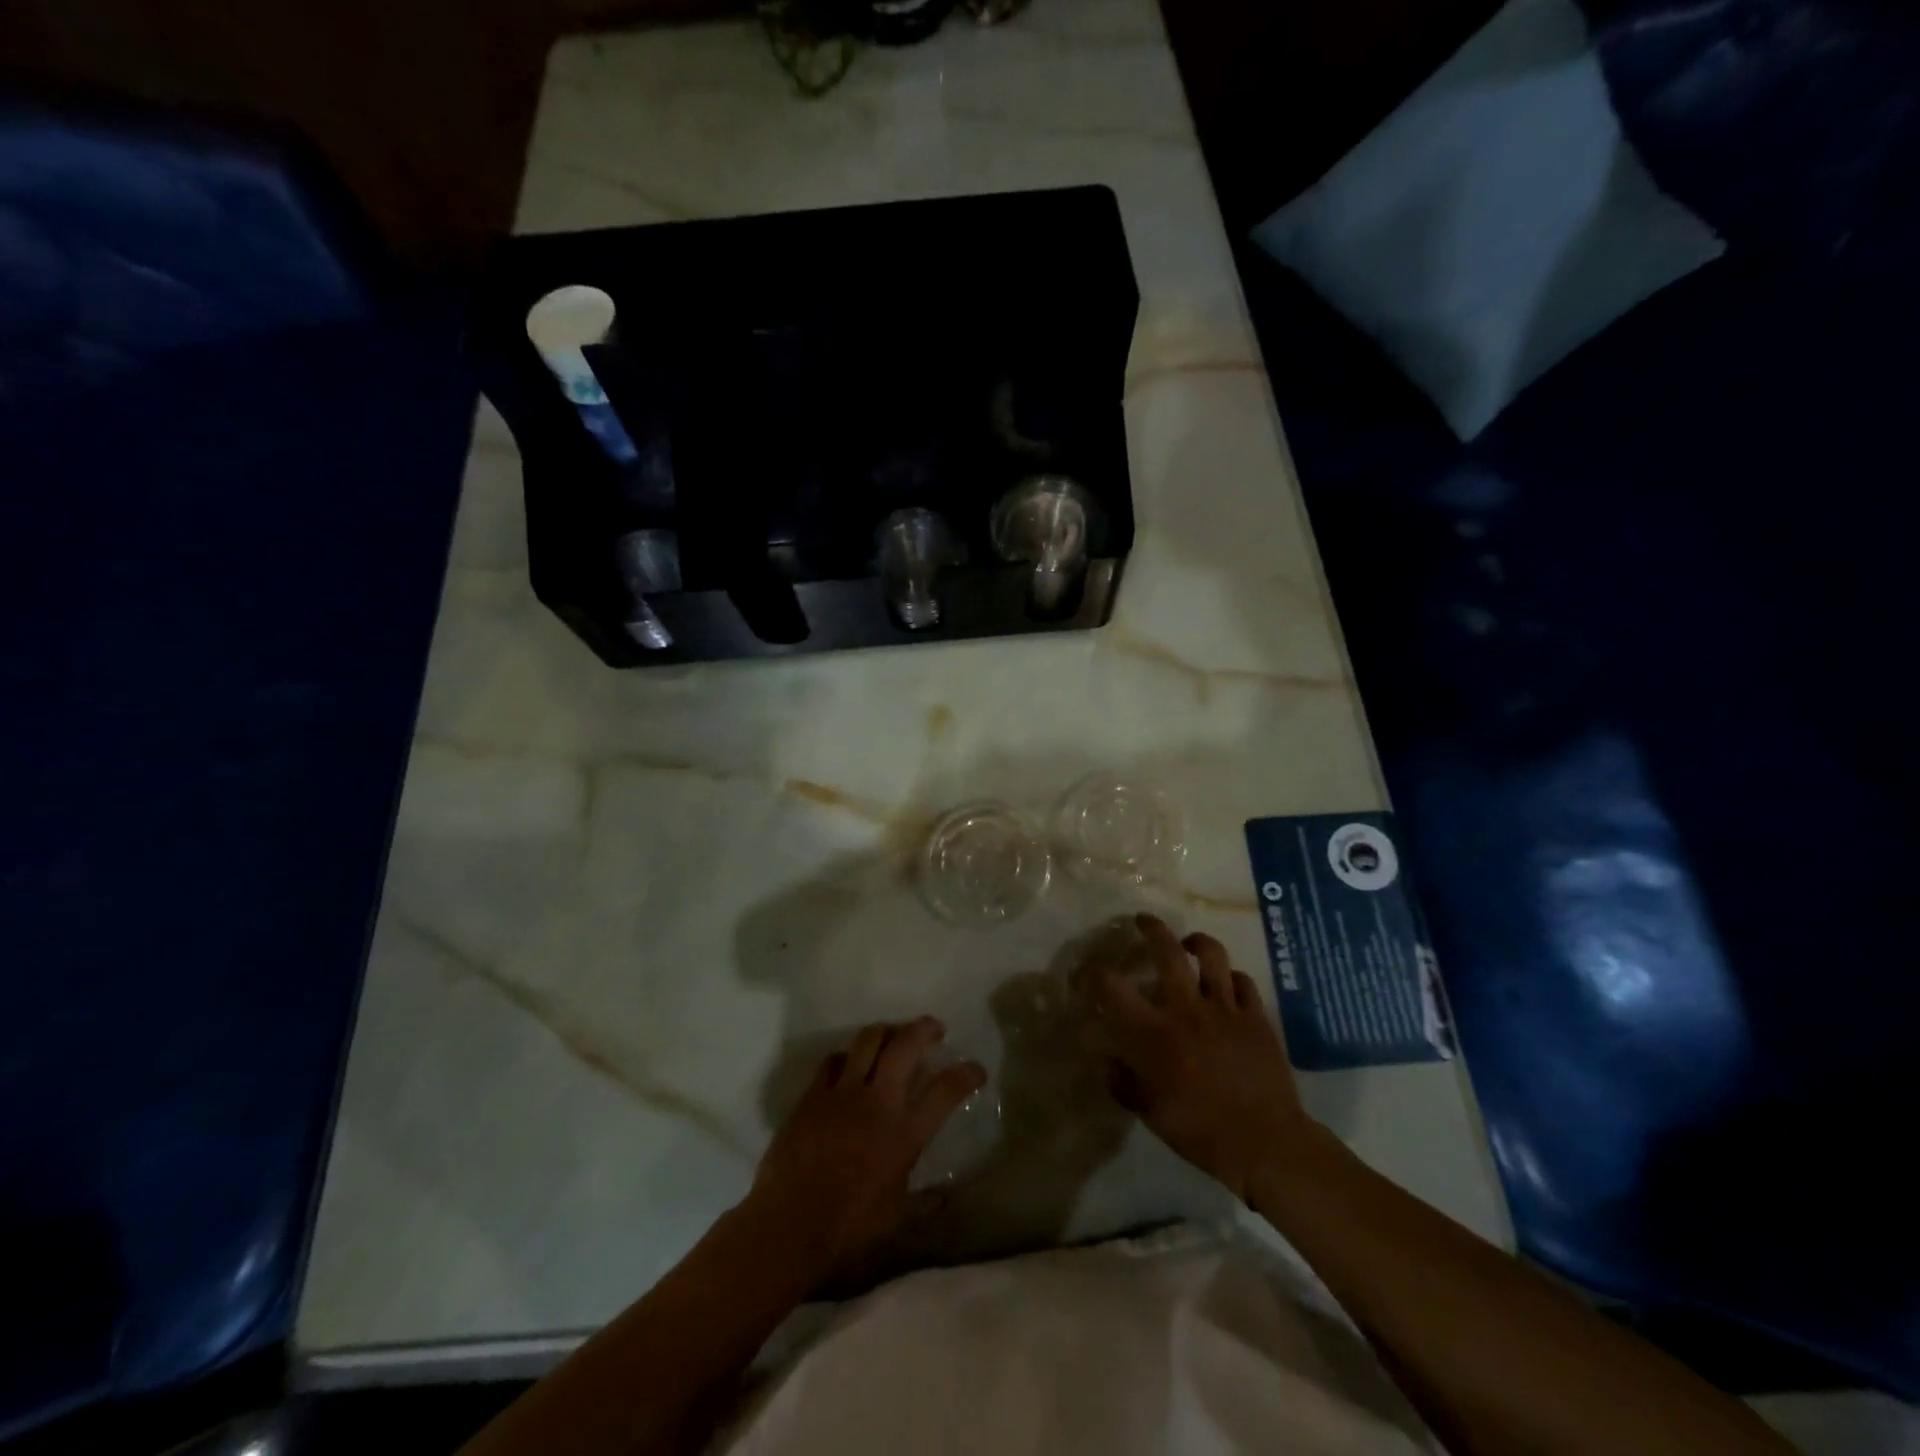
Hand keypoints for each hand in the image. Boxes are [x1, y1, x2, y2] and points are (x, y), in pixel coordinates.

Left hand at [747, 1017, 985, 1283]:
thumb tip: (946, 1197)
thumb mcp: (895, 1219)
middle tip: (934, 1028)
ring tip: (893, 1035)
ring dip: (886, 1031)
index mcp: (905, 1133)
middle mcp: (878, 1101)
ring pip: (868, 1039)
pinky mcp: (813, 1094)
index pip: (945, 1091)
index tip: (976, 1069)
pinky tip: (850, 1063)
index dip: (966, 1074)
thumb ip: (924, 1203)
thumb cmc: (848, 1227)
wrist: (788, 1224)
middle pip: (905, 1046)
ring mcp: (843, 1092)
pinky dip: (848, 1056)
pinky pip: (834, 1060)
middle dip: (924, 1029)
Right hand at [1089, 915, 1317, 1202]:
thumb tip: (1109, 1063)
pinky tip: (1226, 984)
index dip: (1095, 972)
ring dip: (1196, 942)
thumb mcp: (1150, 1113)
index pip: (1114, 988)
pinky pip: (1243, 981)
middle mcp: (1187, 1009)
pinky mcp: (1256, 1017)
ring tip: (1188, 943)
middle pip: (1168, 951)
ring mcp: (1225, 1009)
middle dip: (1152, 929)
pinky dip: (1231, 977)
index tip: (1089, 969)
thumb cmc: (1201, 1131)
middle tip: (1142, 921)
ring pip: (1211, 955)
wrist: (1266, 1143)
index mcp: (1154, 1032)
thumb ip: (1124, 1084)